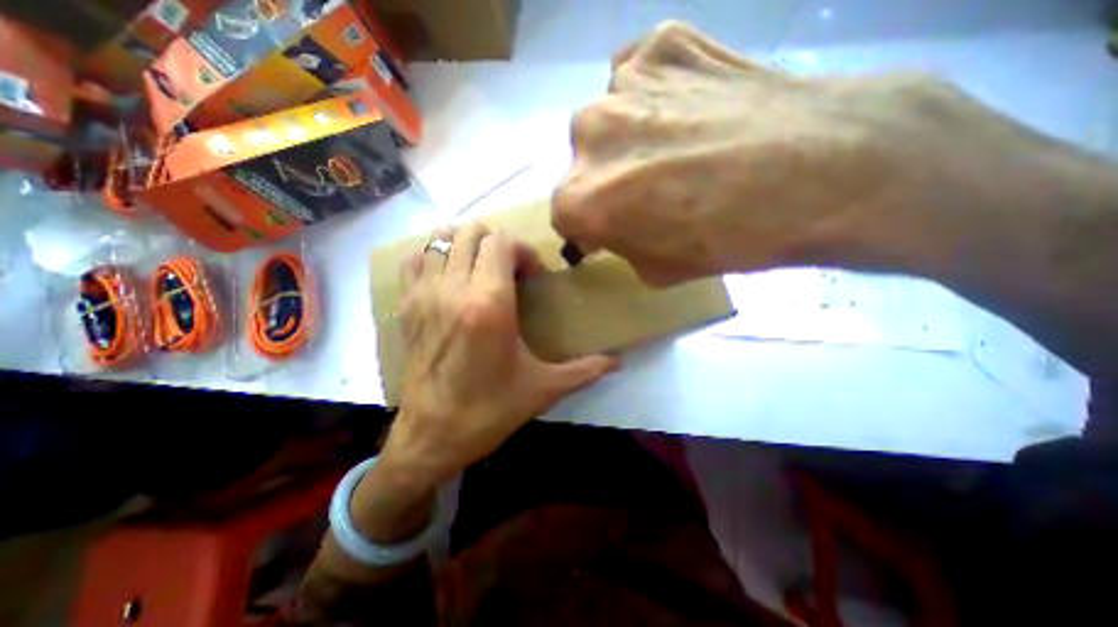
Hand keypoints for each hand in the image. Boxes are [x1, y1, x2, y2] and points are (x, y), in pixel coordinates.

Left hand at [375, 223, 620, 490]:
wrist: (431, 436)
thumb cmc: (490, 410)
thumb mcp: (544, 388)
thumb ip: (585, 370)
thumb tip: (618, 363)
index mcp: (489, 304)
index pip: (502, 242)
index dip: (522, 250)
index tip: (531, 277)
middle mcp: (454, 289)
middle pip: (472, 232)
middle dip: (497, 243)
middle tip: (509, 270)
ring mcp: (424, 294)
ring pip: (441, 239)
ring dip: (465, 245)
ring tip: (480, 269)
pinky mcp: (405, 306)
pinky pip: (415, 260)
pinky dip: (434, 258)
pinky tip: (449, 279)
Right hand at [552, 23, 1014, 282]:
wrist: (824, 170)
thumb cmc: (730, 238)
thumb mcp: (658, 269)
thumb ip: (620, 244)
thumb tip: (611, 226)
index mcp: (582, 197)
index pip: (564, 214)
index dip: (589, 224)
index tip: (612, 227)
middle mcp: (587, 134)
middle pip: (582, 163)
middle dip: (606, 179)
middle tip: (649, 186)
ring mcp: (623, 80)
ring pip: (609, 117)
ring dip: (630, 135)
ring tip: (678, 143)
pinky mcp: (664, 41)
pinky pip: (641, 75)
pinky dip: (656, 94)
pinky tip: (691, 108)